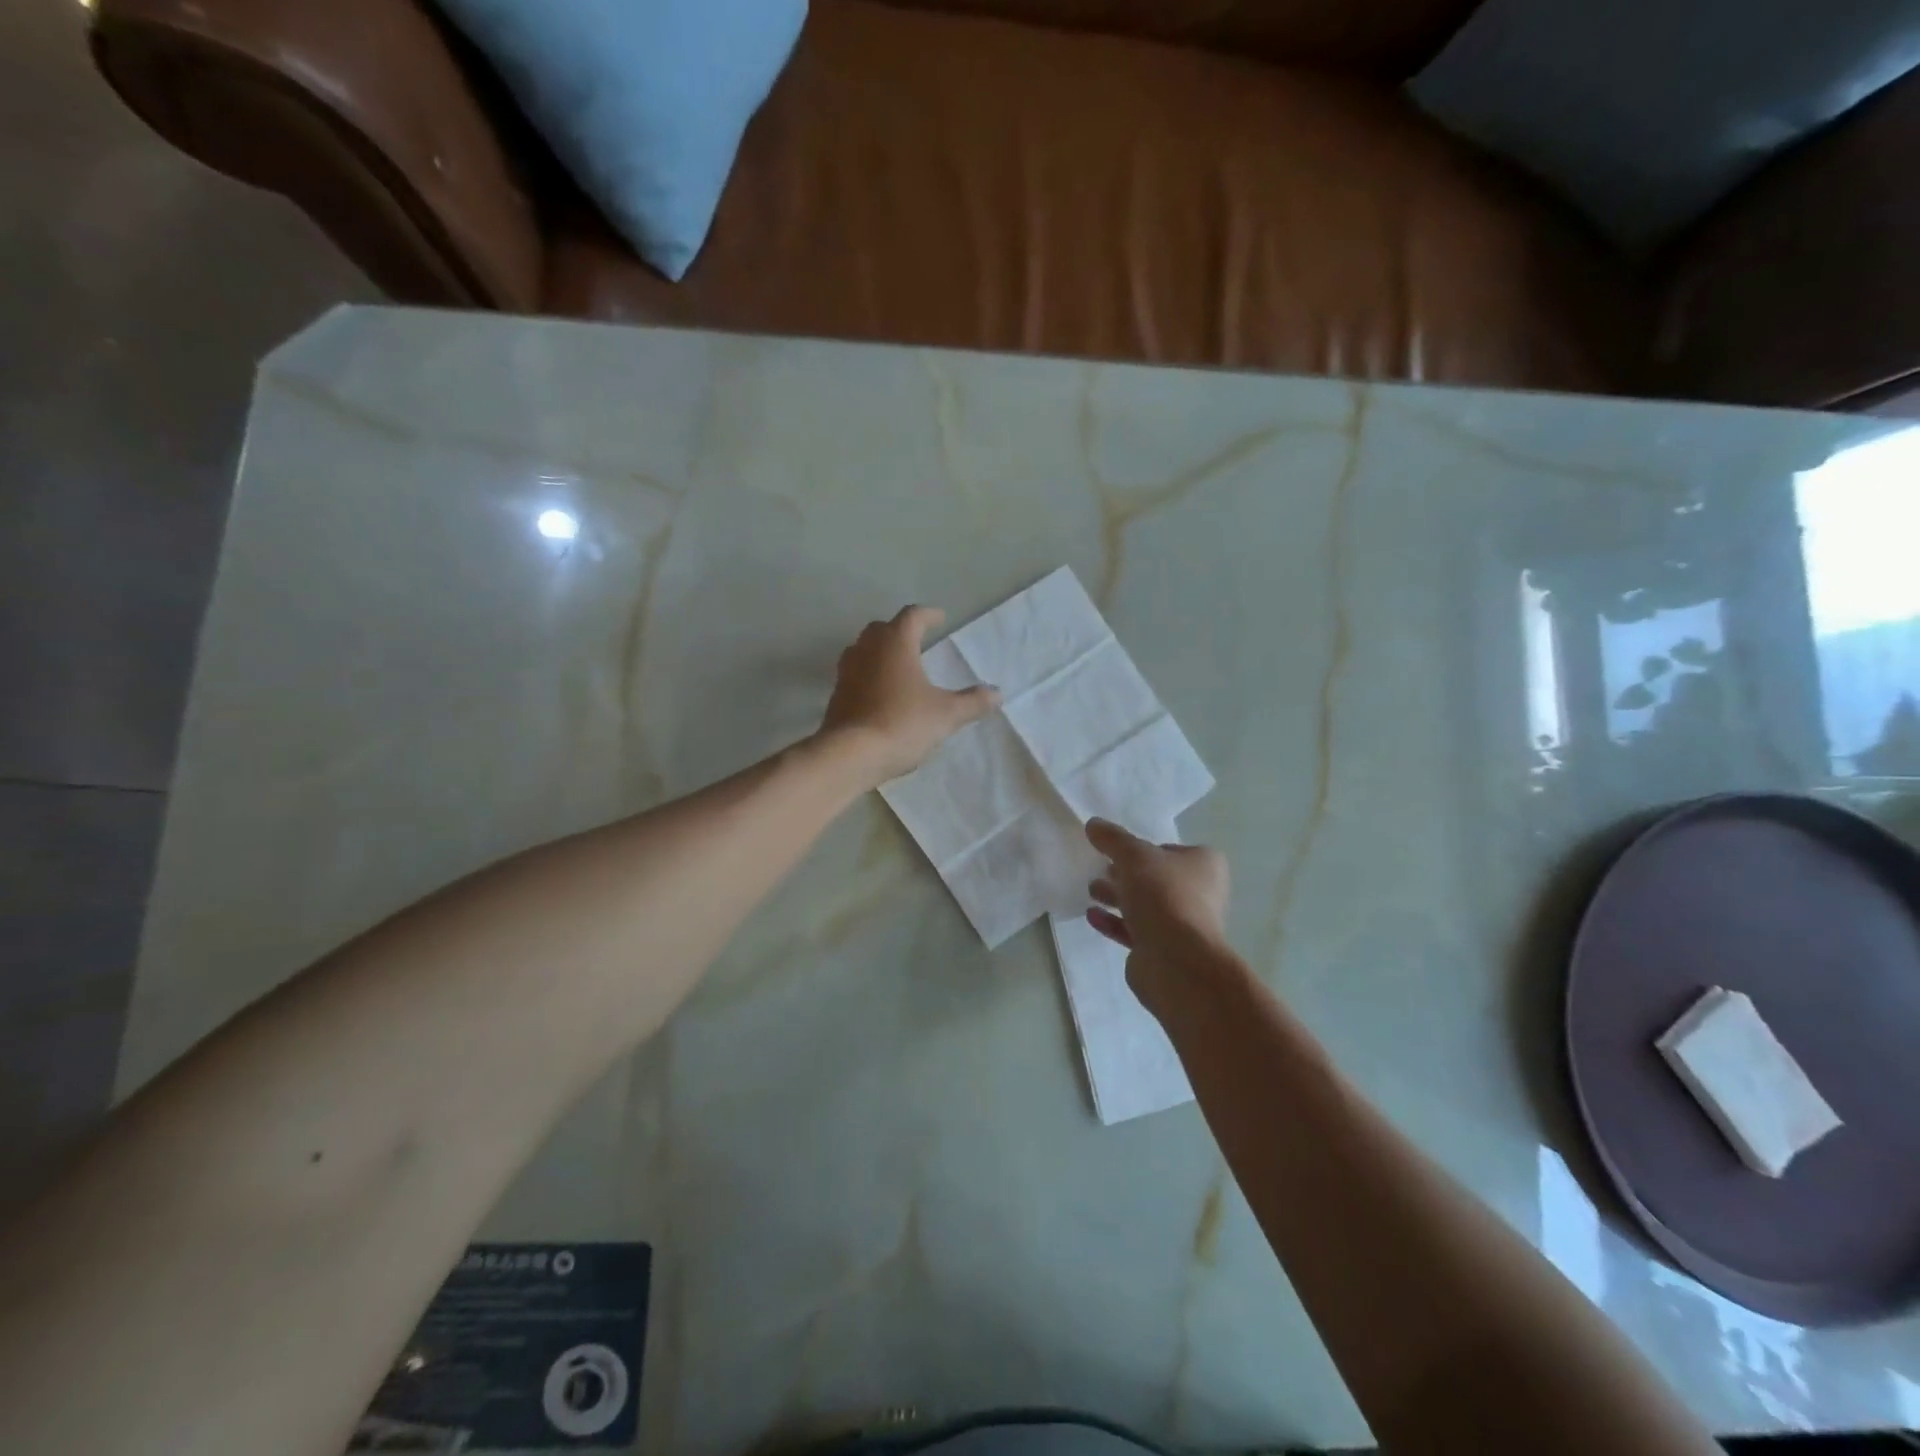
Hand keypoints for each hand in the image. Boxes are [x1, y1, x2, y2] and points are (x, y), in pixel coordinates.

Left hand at [821, 606, 1001, 785]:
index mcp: (895, 643)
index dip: (928, 615)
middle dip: (900, 630)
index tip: (940, 618)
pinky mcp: (836, 695)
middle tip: (917, 640)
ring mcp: (846, 671)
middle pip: (882, 629)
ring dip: (880, 652)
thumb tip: (997, 693)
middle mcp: (867, 649)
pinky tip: (881, 694)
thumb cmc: (902, 723)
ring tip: (898, 665)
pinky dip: (869, 676)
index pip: (912, 616)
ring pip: (863, 650)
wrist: (850, 755)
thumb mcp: (946, 715)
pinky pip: (855, 675)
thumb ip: (972, 702)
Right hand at [1085, 818, 1230, 1009]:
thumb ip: (1113, 839)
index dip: (1144, 849)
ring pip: (1145, 905)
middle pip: (1156, 878)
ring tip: (1091, 890)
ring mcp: (1183, 925)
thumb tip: (1093, 824)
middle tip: (1100, 869)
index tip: (1118, 851)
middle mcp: (1200, 893)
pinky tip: (1092, 916)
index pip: (1170, 850)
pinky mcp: (1165, 950)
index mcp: (1204, 865)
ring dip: (1118, 897)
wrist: (1176, 960)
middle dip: (1126, 874)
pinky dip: (1115, 922)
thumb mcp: (1133, 856)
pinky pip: (1136, 930)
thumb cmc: (1163, 895)